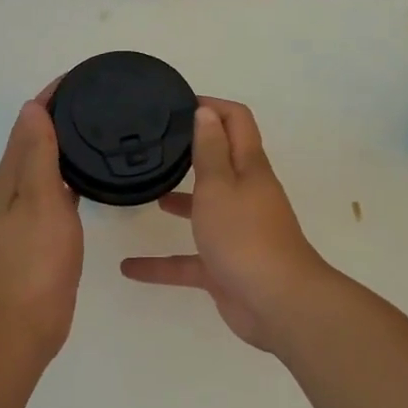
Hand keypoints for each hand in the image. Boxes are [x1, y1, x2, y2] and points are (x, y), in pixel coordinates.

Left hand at [0, 88, 81, 359]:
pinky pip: (60, 185)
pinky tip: (94, 173)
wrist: (28, 318)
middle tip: (102, 97)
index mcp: (12, 174)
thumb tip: (33, 106)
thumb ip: (38, 154)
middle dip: (63, 112)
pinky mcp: (46, 227)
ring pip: (49, 160)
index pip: (30, 120)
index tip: (83, 77)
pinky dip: (73, 170)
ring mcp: (30, 208)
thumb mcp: (40, 199)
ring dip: (68, 140)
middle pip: (38, 136)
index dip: (52, 95)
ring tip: (103, 126)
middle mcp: (17, 185)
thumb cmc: (36, 258)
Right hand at [119, 99, 331, 352]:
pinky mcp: (225, 267)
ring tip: (145, 193)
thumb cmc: (244, 236)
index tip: (177, 103)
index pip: (237, 122)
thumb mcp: (220, 186)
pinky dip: (162, 262)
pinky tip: (129, 268)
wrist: (278, 304)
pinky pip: (189, 260)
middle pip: (221, 162)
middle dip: (191, 151)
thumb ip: (210, 150)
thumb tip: (207, 112)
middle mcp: (245, 195)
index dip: (212, 106)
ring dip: (179, 201)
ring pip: (204, 209)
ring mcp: (236, 232)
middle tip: (155, 144)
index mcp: (249, 168)